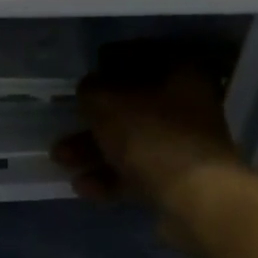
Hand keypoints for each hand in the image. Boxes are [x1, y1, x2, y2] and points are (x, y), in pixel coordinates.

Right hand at [51, 47, 246, 218]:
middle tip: (62, 131)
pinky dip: (110, 177)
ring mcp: (184, 145)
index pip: (139, 58)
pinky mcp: (178, 180)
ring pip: (130, 142)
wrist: (195, 198)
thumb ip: (91, 91)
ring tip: (62, 161)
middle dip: (91, 122)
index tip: (81, 84)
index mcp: (180, 73)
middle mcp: (187, 105)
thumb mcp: (108, 103)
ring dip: (93, 152)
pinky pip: (137, 172)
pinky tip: (84, 187)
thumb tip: (89, 90)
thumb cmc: (152, 137)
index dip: (105, 68)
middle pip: (130, 107)